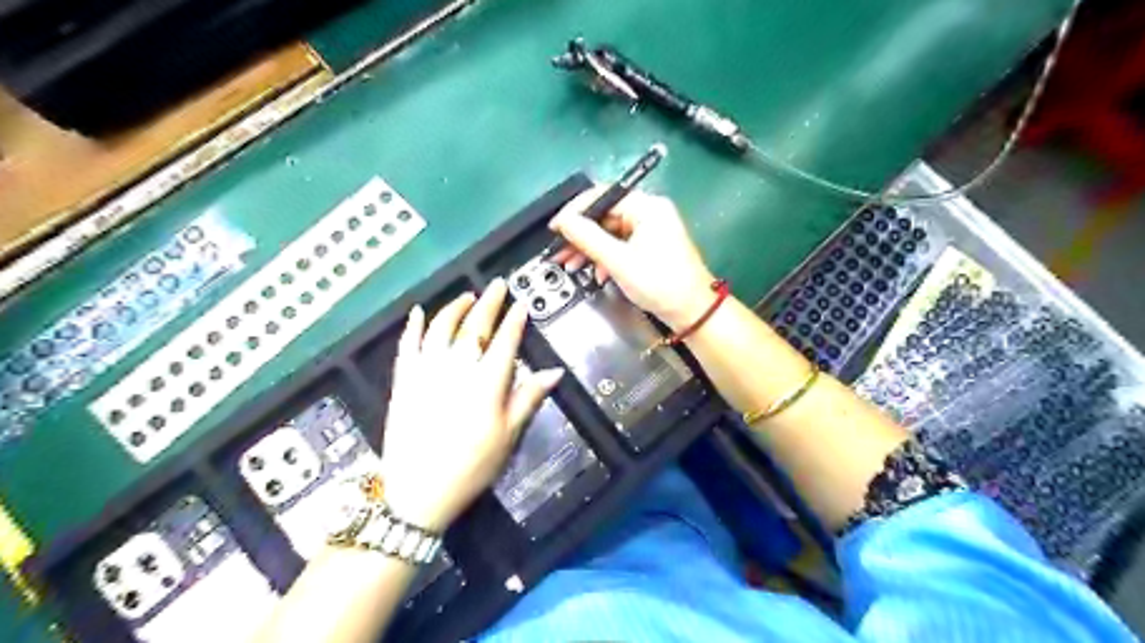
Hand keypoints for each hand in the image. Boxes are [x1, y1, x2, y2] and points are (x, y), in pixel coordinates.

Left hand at [379, 281, 561, 532]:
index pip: (505, 341)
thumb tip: (554, 372)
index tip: (521, 304)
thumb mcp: (508, 435)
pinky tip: (417, 313)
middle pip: (475, 326)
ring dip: (454, 308)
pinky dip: (412, 326)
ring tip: (466, 295)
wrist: (418, 491)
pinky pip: (407, 345)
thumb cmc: (471, 466)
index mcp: (487, 382)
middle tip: (497, 285)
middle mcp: (457, 367)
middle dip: (489, 303)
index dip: (515, 320)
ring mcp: (426, 370)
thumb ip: (528, 398)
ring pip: (440, 328)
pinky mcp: (403, 380)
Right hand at [548, 183, 712, 325]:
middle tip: (558, 253)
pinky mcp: (650, 248)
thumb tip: (563, 221)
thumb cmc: (659, 283)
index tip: (554, 229)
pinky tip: (596, 274)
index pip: (602, 196)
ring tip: (570, 266)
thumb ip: (588, 238)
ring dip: (589, 250)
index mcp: (646, 206)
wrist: (692, 312)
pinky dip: (606, 259)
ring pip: (610, 233)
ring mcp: (651, 231)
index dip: (574, 211)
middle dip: (580, 236)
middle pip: (604, 216)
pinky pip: (621, 246)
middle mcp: (649, 212)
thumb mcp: (618, 261)